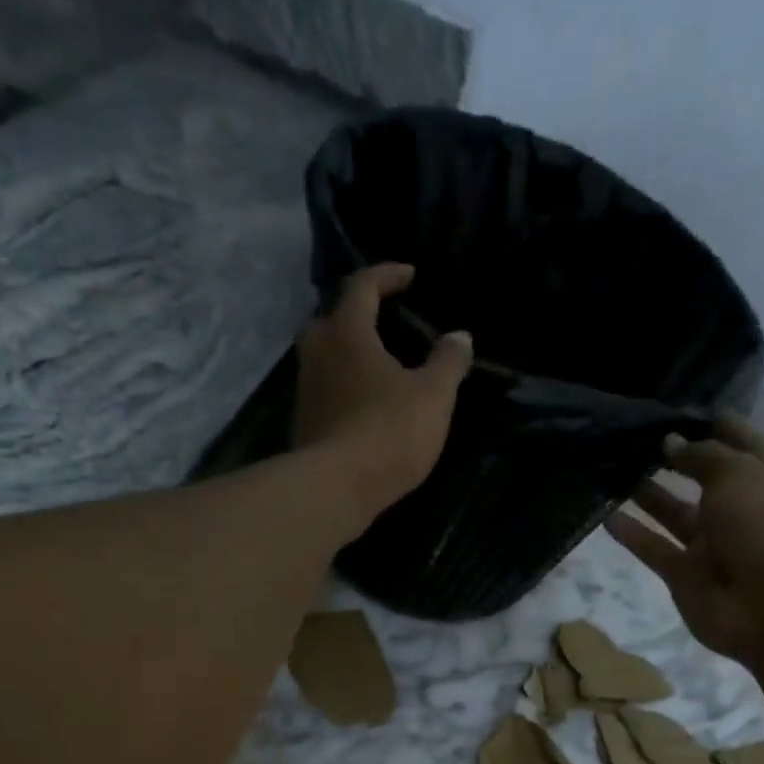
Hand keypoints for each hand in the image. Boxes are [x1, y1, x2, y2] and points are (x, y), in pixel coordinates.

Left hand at [293, 263, 472, 522]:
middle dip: (357, 313)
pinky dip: (343, 387)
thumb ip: (448, 362)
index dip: (387, 275)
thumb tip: (460, 336)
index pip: (363, 285)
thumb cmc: (388, 431)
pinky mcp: (304, 424)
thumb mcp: (434, 396)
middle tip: (383, 321)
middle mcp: (317, 352)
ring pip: (324, 357)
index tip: (410, 276)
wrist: (335, 488)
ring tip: (377, 365)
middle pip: (331, 318)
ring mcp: (305, 390)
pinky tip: (364, 404)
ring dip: (348, 353)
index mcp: (348, 332)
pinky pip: (324, 391)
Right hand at [607, 414, 763, 664]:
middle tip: (631, 438)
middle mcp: (739, 508)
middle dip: (672, 458)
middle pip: (701, 477)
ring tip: (612, 469)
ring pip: (673, 513)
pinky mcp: (685, 575)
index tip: (674, 409)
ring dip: (646, 494)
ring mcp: (712, 544)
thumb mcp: (739, 475)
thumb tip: (670, 442)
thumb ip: (702, 456)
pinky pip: (654, 548)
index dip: (711, 424)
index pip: (739, 442)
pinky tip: (604, 514)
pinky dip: (631, 533)